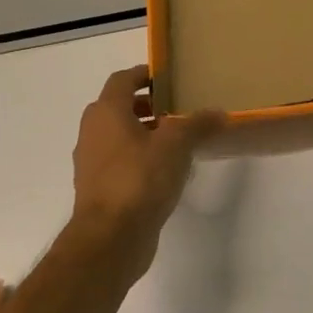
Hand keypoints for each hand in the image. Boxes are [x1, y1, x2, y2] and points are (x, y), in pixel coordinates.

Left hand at [71, 65, 223, 279]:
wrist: (110, 237)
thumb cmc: (140, 178)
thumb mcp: (177, 144)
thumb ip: (198, 124)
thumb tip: (219, 113)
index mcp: (107, 112)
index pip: (122, 80)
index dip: (144, 75)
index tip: (168, 78)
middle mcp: (93, 132)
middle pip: (119, 107)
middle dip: (148, 105)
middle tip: (178, 108)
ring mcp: (92, 162)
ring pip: (119, 136)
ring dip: (144, 132)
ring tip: (178, 140)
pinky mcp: (99, 188)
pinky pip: (120, 161)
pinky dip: (140, 157)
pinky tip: (166, 170)